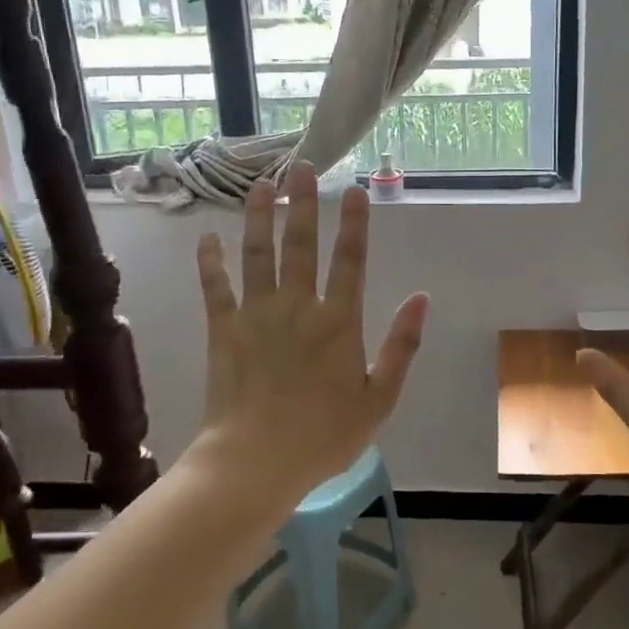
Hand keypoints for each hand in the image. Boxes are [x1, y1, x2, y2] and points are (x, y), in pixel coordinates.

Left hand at [194, 161, 428, 505]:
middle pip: (301, 244)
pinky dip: (211, 261)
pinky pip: (216, 287)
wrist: (257, 462)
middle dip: (303, 203)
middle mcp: (298, 307)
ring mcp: (257, 315)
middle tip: (302, 166)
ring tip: (261, 184)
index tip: (354, 190)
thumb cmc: (325, 436)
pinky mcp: (224, 330)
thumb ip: (401, 346)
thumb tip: (421, 298)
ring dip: (259, 217)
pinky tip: (207, 237)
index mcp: (338, 322)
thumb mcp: (379, 398)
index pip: (350, 261)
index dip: (354, 223)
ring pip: (257, 254)